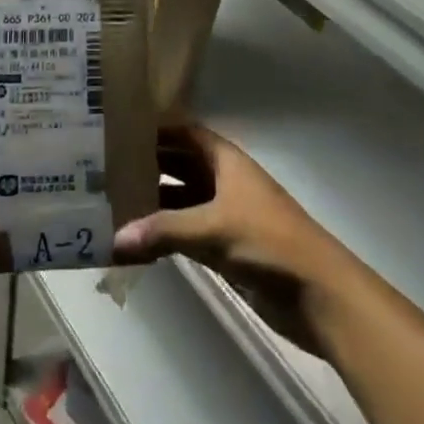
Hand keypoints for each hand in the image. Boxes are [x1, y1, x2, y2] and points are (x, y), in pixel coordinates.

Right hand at [113, 126, 358, 354]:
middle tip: (104, 166)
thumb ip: (164, 231)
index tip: (118, 128)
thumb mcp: (214, 230)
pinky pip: (187, 231)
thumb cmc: (269, 243)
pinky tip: (137, 240)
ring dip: (153, 202)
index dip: (156, 128)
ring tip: (111, 201)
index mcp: (226, 160)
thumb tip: (114, 237)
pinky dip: (165, 233)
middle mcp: (224, 180)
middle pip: (180, 164)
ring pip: (182, 199)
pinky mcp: (227, 247)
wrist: (320, 295)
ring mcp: (226, 214)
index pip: (185, 132)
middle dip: (148, 164)